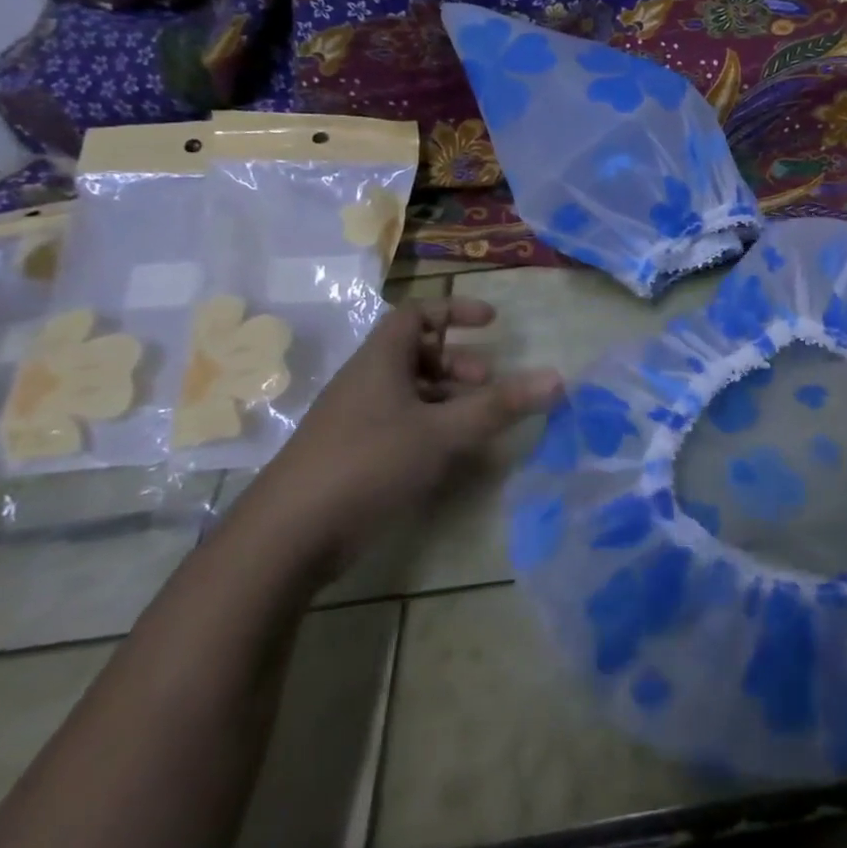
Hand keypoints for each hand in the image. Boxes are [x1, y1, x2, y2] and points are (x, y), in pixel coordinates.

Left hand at [238, 296, 561, 581]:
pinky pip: (399, 424)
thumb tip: (558, 377)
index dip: (455, 311)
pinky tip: (450, 455)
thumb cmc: (369, 463)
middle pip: (415, 353)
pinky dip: (430, 427)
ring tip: (477, 421)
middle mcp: (365, 382)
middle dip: (458, 362)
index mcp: (380, 361)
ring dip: (447, 397)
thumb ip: (500, 405)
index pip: (417, 314)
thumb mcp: (443, 431)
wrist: (288, 536)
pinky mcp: (353, 455)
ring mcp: (356, 420)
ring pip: (409, 391)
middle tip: (488, 383)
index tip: (493, 323)